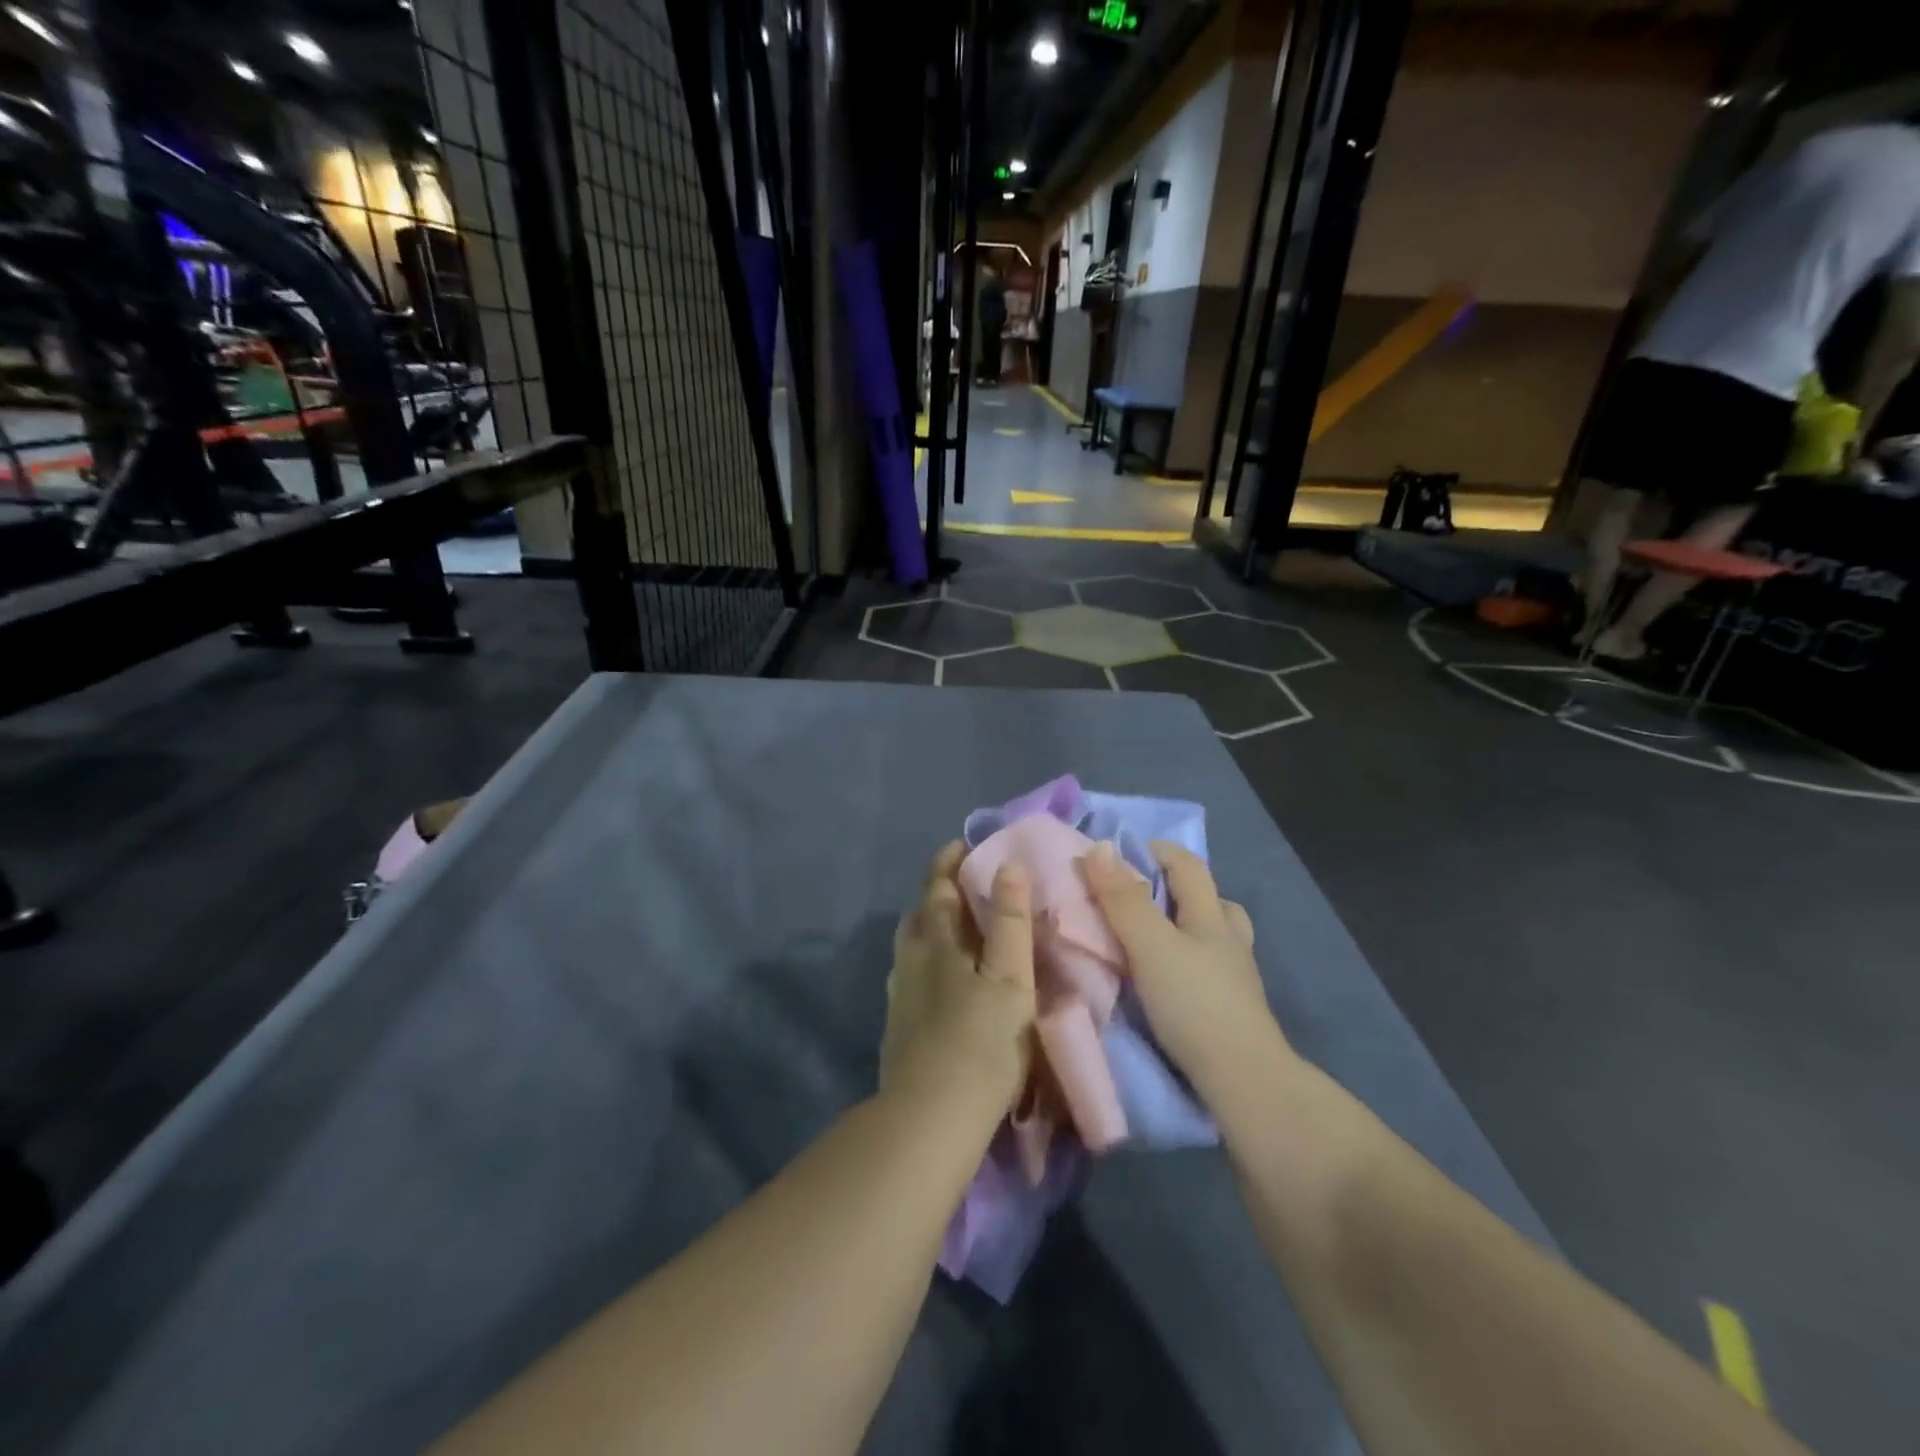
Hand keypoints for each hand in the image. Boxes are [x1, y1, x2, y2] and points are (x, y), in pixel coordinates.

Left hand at [881, 842, 1035, 1124]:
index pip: (938, 888)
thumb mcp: (1010, 979)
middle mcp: (910, 960)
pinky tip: (940, 980)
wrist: (930, 1118)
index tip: (963, 844)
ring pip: (909, 946)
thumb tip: (1009, 865)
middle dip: (937, 892)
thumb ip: (1010, 922)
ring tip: (954, 929)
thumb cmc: (981, 1043)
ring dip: (928, 926)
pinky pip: (909, 975)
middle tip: (962, 884)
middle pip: (919, 914)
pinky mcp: (897, 1026)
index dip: (949, 862)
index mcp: (937, 943)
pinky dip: (925, 961)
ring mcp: (899, 995)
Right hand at [1078, 840, 1281, 1101]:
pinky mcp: (1231, 1010)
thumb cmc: (1194, 1003)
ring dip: (1185, 927)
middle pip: (1211, 899)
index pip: (1189, 866)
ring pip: (1213, 937)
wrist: (1243, 1081)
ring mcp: (1236, 978)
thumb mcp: (1150, 945)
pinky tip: (1165, 979)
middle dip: (1176, 889)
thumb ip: (1123, 899)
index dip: (1158, 851)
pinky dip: (1187, 961)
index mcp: (1212, 917)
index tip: (1120, 852)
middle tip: (1136, 897)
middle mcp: (1229, 941)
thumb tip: (1100, 847)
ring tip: (1151, 938)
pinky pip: (1208, 969)